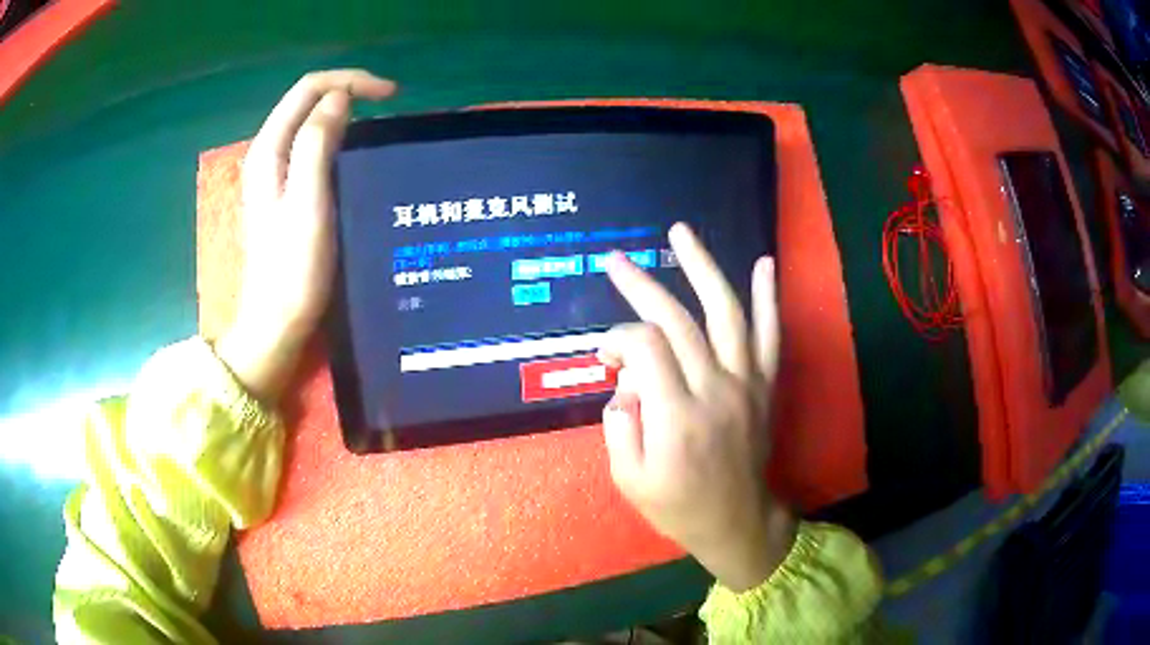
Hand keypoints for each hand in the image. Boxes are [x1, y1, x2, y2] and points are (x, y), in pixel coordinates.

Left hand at [218, 70, 395, 402]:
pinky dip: (337, 136)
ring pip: (310, 121)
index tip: (391, 95)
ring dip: (344, 112)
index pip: (308, 89)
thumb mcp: (308, 202)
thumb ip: (316, 143)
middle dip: (348, 90)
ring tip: (378, 123)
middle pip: (307, 100)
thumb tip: (339, 98)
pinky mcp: (285, 190)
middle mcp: (267, 153)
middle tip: (390, 104)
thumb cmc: (294, 268)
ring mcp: (274, 173)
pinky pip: (311, 145)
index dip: (350, 81)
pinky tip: (356, 151)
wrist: (277, 321)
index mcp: (268, 150)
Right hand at [599, 223, 795, 591]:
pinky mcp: (764, 385)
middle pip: (678, 321)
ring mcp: (745, 384)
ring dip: (702, 269)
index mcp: (676, 417)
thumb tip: (626, 381)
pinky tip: (765, 263)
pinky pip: (769, 335)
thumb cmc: (678, 505)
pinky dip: (768, 297)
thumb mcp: (628, 478)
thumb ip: (619, 423)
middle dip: (642, 286)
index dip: (618, 340)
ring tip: (681, 233)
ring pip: (725, 313)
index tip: (605, 358)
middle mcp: (714, 390)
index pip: (644, 348)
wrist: (737, 520)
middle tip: (616, 261)